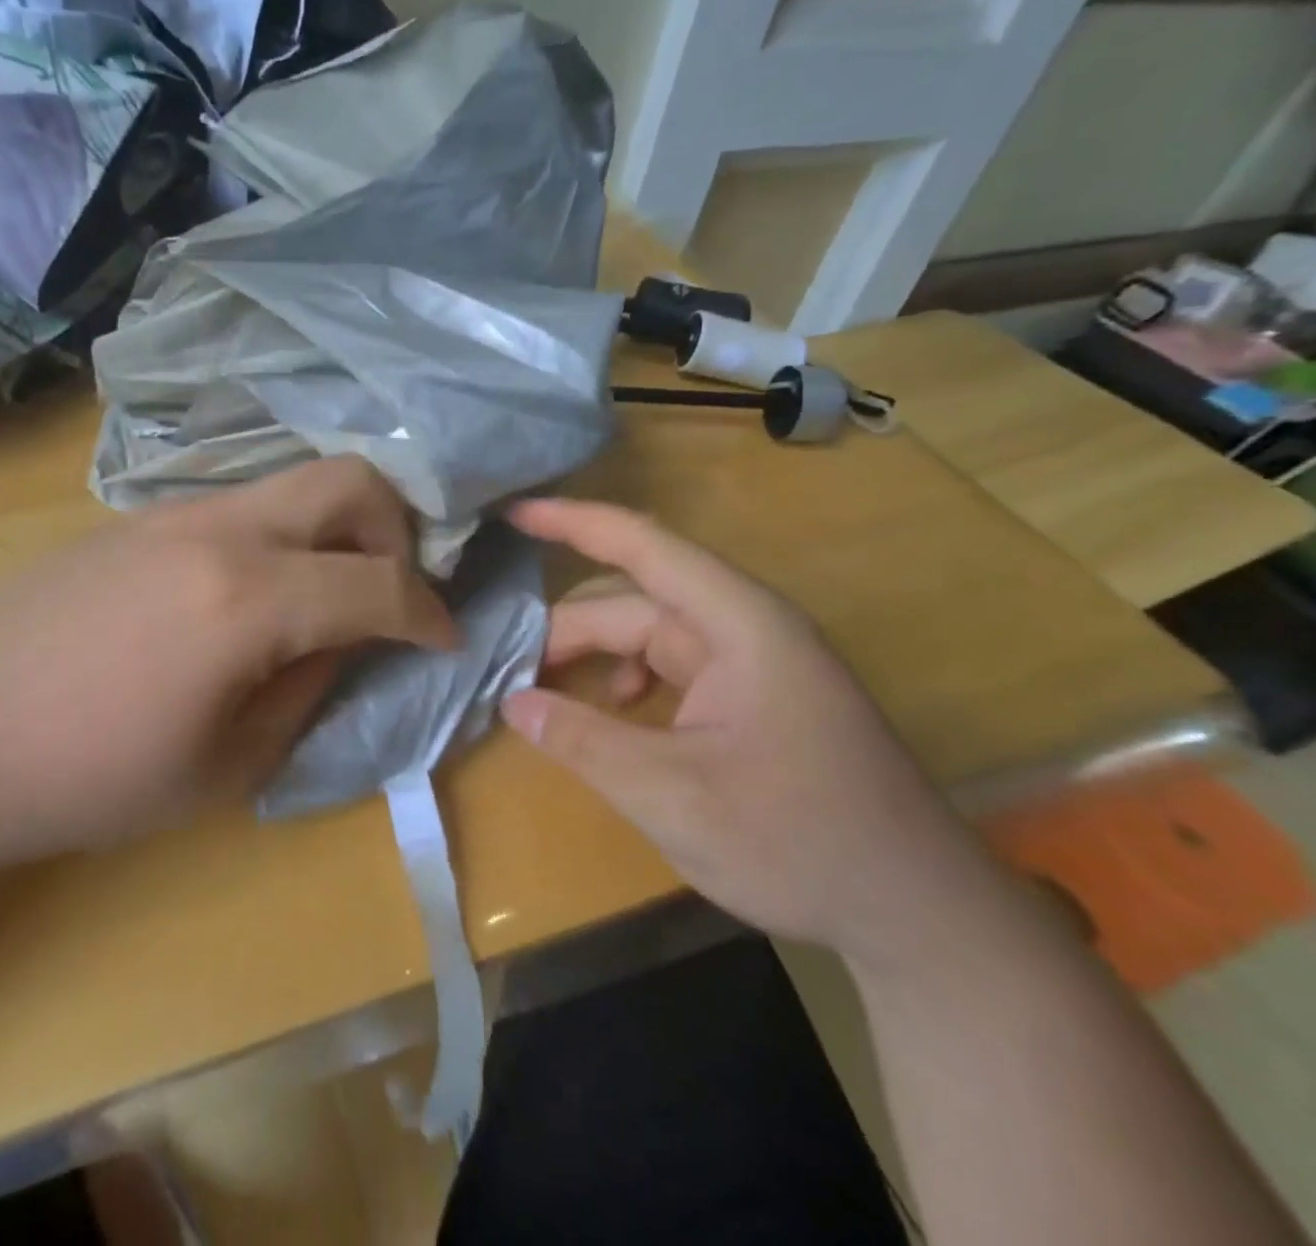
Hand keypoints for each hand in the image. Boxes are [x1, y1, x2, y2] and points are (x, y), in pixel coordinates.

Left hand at [0, 458, 455, 886]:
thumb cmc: (87, 779)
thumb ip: (312, 688)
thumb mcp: (227, 764)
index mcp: (248, 598)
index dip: (429, 614)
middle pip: (350, 480)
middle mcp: (221, 528)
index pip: (380, 583)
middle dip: (397, 531)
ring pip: (295, 484)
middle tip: (390, 593)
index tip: (445, 640)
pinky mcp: (141, 516)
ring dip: (338, 529)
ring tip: (329, 597)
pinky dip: (284, 535)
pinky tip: (257, 595)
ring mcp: (176, 510)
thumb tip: (355, 642)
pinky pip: (245, 504)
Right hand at [500, 498, 1001, 968]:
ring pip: (647, 633)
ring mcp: (750, 661)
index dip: (572, 521)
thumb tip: (512, 701)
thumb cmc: (800, 842)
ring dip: (593, 655)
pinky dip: (626, 680)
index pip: (642, 545)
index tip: (511, 513)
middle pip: (633, 599)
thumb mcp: (672, 795)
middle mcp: (744, 626)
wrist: (919, 914)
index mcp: (738, 623)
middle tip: (509, 669)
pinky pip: (670, 665)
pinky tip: (612, 716)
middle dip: (567, 627)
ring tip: (545, 694)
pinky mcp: (751, 695)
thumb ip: (583, 741)